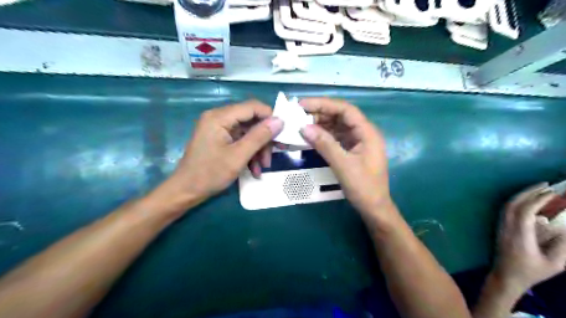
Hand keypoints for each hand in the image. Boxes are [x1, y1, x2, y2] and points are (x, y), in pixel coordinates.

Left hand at [151, 100, 282, 212]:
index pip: (252, 107)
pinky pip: (241, 141)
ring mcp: (220, 129)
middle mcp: (219, 118)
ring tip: (262, 167)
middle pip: (251, 121)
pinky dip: (250, 153)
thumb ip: (259, 137)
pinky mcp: (221, 139)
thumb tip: (280, 120)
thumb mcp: (238, 156)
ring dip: (258, 149)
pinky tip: (254, 170)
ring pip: (248, 133)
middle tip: (276, 153)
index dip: (270, 117)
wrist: (186, 191)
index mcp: (220, 117)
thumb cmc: (210, 174)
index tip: (283, 133)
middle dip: (264, 139)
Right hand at [298, 98, 391, 213]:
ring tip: (301, 125)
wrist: (374, 208)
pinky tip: (311, 137)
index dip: (323, 104)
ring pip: (337, 126)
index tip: (303, 105)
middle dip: (320, 114)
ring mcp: (358, 141)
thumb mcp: (343, 165)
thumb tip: (304, 127)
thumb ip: (325, 144)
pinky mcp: (352, 150)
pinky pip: (336, 137)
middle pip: (340, 116)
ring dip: (320, 124)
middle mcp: (363, 133)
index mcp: (367, 132)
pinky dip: (323, 136)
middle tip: (298, 116)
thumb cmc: (363, 187)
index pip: (345, 109)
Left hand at [495, 184, 565, 292]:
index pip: (525, 210)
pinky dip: (518, 202)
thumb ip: (562, 245)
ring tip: (539, 190)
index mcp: (520, 234)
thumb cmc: (530, 272)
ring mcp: (501, 226)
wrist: (505, 276)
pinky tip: (530, 203)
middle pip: (513, 203)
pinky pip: (507, 210)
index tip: (552, 192)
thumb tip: (565, 226)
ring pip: (507, 206)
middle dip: (528, 192)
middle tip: (545, 185)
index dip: (538, 199)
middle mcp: (507, 226)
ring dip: (522, 195)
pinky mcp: (501, 228)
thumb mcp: (554, 263)